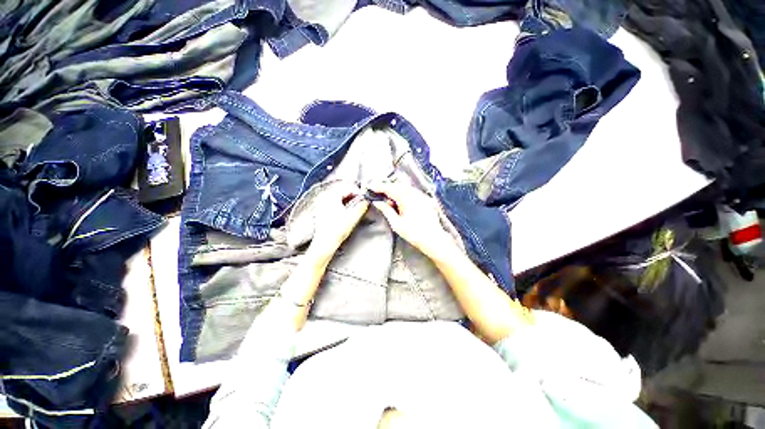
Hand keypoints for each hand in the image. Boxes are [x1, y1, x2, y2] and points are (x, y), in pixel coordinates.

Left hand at [307, 182, 368, 263]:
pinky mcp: (322, 210)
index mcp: (331, 196)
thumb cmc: (337, 231)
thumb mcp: (353, 217)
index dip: (358, 191)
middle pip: (342, 190)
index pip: (347, 188)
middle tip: (362, 201)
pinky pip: (334, 201)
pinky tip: (348, 210)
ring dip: (348, 199)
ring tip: (357, 205)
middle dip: (353, 195)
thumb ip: (362, 206)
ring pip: (338, 196)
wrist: (325, 243)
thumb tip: (366, 200)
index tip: (365, 197)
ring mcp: (322, 203)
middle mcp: (325, 197)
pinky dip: (342, 203)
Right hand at [368, 181, 456, 259]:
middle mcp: (414, 194)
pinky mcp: (426, 200)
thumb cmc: (413, 233)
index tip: (371, 187)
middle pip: (398, 185)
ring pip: (406, 187)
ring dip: (396, 189)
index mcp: (406, 198)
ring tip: (388, 197)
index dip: (379, 187)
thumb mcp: (396, 223)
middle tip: (378, 191)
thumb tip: (377, 202)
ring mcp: (421, 196)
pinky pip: (413, 192)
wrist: (433, 239)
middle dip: (387, 187)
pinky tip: (401, 200)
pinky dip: (404, 193)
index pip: (390, 188)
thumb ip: (386, 210)